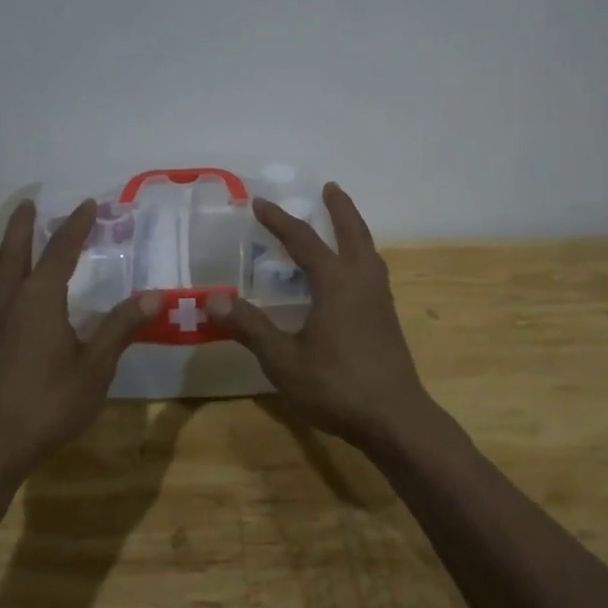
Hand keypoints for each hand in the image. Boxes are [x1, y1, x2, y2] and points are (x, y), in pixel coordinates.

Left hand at [0, 199, 162, 478]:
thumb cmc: (46, 402)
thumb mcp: (94, 367)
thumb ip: (121, 328)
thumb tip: (154, 295)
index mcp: (39, 299)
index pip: (60, 251)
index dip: (76, 227)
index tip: (88, 205)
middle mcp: (11, 301)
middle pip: (16, 253)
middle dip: (24, 226)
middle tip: (29, 203)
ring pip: (2, 273)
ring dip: (13, 250)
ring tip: (21, 240)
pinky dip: (8, 276)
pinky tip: (16, 294)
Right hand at [206, 183, 432, 454]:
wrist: (395, 419)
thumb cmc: (336, 386)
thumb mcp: (283, 360)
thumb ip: (250, 327)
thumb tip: (213, 298)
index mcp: (336, 283)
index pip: (302, 239)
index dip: (279, 220)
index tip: (259, 202)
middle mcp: (362, 281)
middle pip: (352, 232)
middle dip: (340, 208)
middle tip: (329, 188)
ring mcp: (380, 299)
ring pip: (368, 251)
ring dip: (354, 230)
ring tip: (342, 223)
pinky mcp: (387, 318)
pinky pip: (372, 271)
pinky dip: (360, 255)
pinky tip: (351, 275)